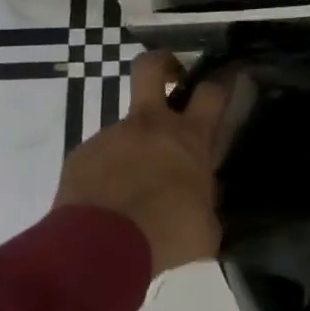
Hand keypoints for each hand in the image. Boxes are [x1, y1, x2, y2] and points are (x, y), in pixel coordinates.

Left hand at [54, 51, 232, 275]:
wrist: (102, 247)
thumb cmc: (169, 234)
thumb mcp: (206, 227)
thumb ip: (205, 205)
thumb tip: (201, 206)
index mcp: (189, 139)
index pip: (212, 92)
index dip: (223, 80)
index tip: (228, 77)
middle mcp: (150, 126)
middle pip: (152, 67)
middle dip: (164, 63)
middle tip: (172, 78)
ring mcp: (111, 136)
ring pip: (126, 127)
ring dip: (135, 147)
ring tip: (135, 188)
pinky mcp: (81, 156)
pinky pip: (100, 157)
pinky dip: (108, 173)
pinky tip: (110, 203)